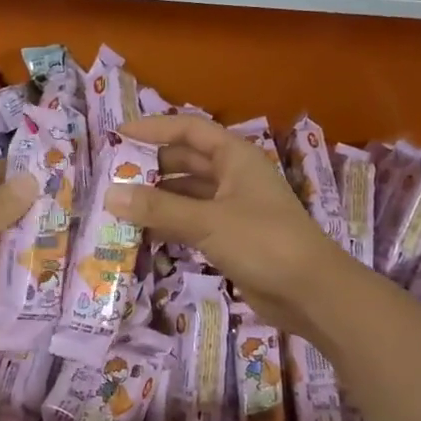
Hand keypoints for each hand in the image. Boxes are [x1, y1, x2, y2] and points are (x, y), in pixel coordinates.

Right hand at [105, 115, 356, 336]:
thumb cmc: (263, 242)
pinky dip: (170, 225)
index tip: (119, 135)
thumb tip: (110, 195)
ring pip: (188, 194)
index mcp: (235, 157)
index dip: (154, 129)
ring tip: (120, 206)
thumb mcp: (207, 221)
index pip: (189, 130)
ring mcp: (234, 208)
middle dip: (152, 167)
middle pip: (187, 161)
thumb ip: (158, 209)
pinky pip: (193, 222)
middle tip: (113, 176)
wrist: (311, 292)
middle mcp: (234, 176)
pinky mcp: (233, 238)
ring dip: (158, 199)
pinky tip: (143, 234)